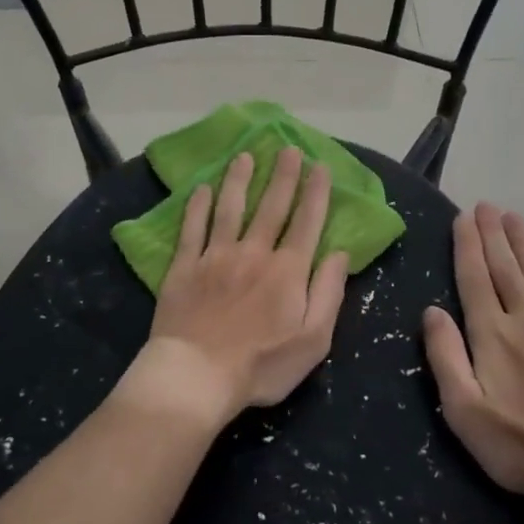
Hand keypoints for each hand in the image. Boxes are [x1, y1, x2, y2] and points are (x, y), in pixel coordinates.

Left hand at [121, 147, 349, 429]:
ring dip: (239, 180)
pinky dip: (198, 206)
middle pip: (271, 206)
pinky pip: (192, 228)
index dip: (315, 192)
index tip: (320, 166)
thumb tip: (339, 253)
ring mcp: (216, 256)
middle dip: (283, 175)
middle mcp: (253, 252)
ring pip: (230, 208)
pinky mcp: (185, 266)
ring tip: (244, 156)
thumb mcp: (313, 341)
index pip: (306, 222)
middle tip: (288, 148)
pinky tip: (202, 188)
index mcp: (287, 270)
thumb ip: (328, 293)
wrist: (197, 376)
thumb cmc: (261, 366)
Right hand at [423, 204, 523, 523]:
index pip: (474, 280)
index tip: (463, 217)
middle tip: (486, 205)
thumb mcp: (464, 410)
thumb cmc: (521, 446)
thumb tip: (431, 311)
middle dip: (493, 235)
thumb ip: (446, 356)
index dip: (468, 247)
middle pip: (505, 269)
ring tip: (514, 216)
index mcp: (491, 335)